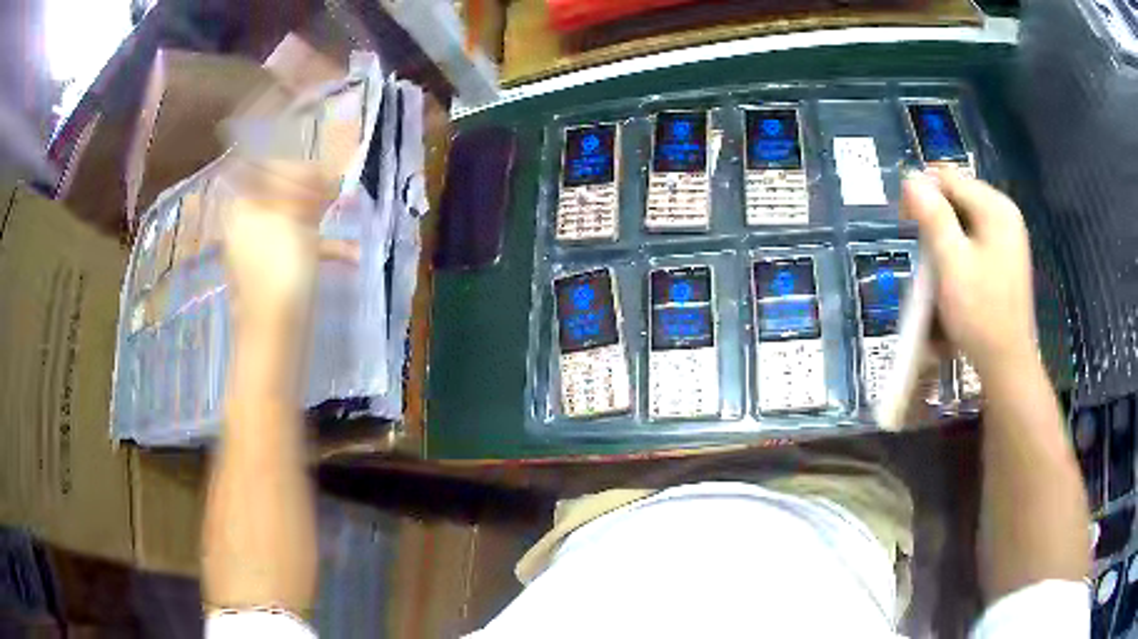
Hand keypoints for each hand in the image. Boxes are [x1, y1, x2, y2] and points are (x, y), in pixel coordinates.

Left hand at [219, 159, 356, 328]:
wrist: (274, 332)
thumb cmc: (280, 268)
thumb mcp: (294, 217)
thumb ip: (308, 189)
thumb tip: (325, 176)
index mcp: (244, 206)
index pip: (270, 171)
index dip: (300, 171)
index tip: (327, 177)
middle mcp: (247, 223)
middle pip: (282, 195)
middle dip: (313, 194)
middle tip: (337, 197)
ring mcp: (260, 248)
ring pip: (294, 221)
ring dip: (322, 220)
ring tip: (345, 220)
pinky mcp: (274, 271)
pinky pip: (297, 249)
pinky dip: (322, 248)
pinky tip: (349, 255)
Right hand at [900, 166, 1036, 377]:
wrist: (1007, 365)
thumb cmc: (980, 314)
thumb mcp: (952, 262)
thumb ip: (932, 216)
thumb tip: (910, 177)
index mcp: (996, 208)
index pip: (948, 177)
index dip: (921, 192)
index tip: (905, 224)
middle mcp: (1005, 214)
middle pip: (957, 197)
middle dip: (934, 220)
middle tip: (923, 256)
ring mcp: (1008, 237)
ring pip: (964, 220)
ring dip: (944, 239)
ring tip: (937, 272)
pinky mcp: (1006, 257)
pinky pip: (974, 239)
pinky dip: (958, 252)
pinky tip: (953, 277)